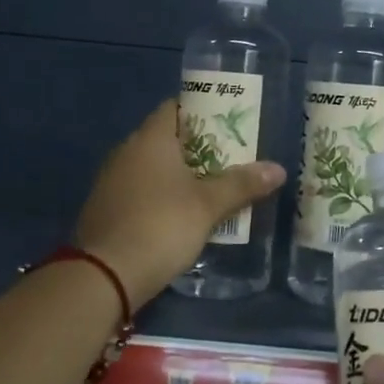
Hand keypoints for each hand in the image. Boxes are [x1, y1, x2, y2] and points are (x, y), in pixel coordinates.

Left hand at [74, 99, 285, 304]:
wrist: (104, 275)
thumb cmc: (161, 226)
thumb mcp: (208, 206)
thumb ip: (242, 184)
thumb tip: (278, 169)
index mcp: (150, 139)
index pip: (175, 108)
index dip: (201, 111)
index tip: (226, 125)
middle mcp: (126, 151)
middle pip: (165, 138)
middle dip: (196, 147)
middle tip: (228, 159)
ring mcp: (110, 181)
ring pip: (150, 167)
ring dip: (177, 175)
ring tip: (209, 188)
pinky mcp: (104, 209)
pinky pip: (138, 191)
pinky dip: (159, 196)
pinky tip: (178, 216)